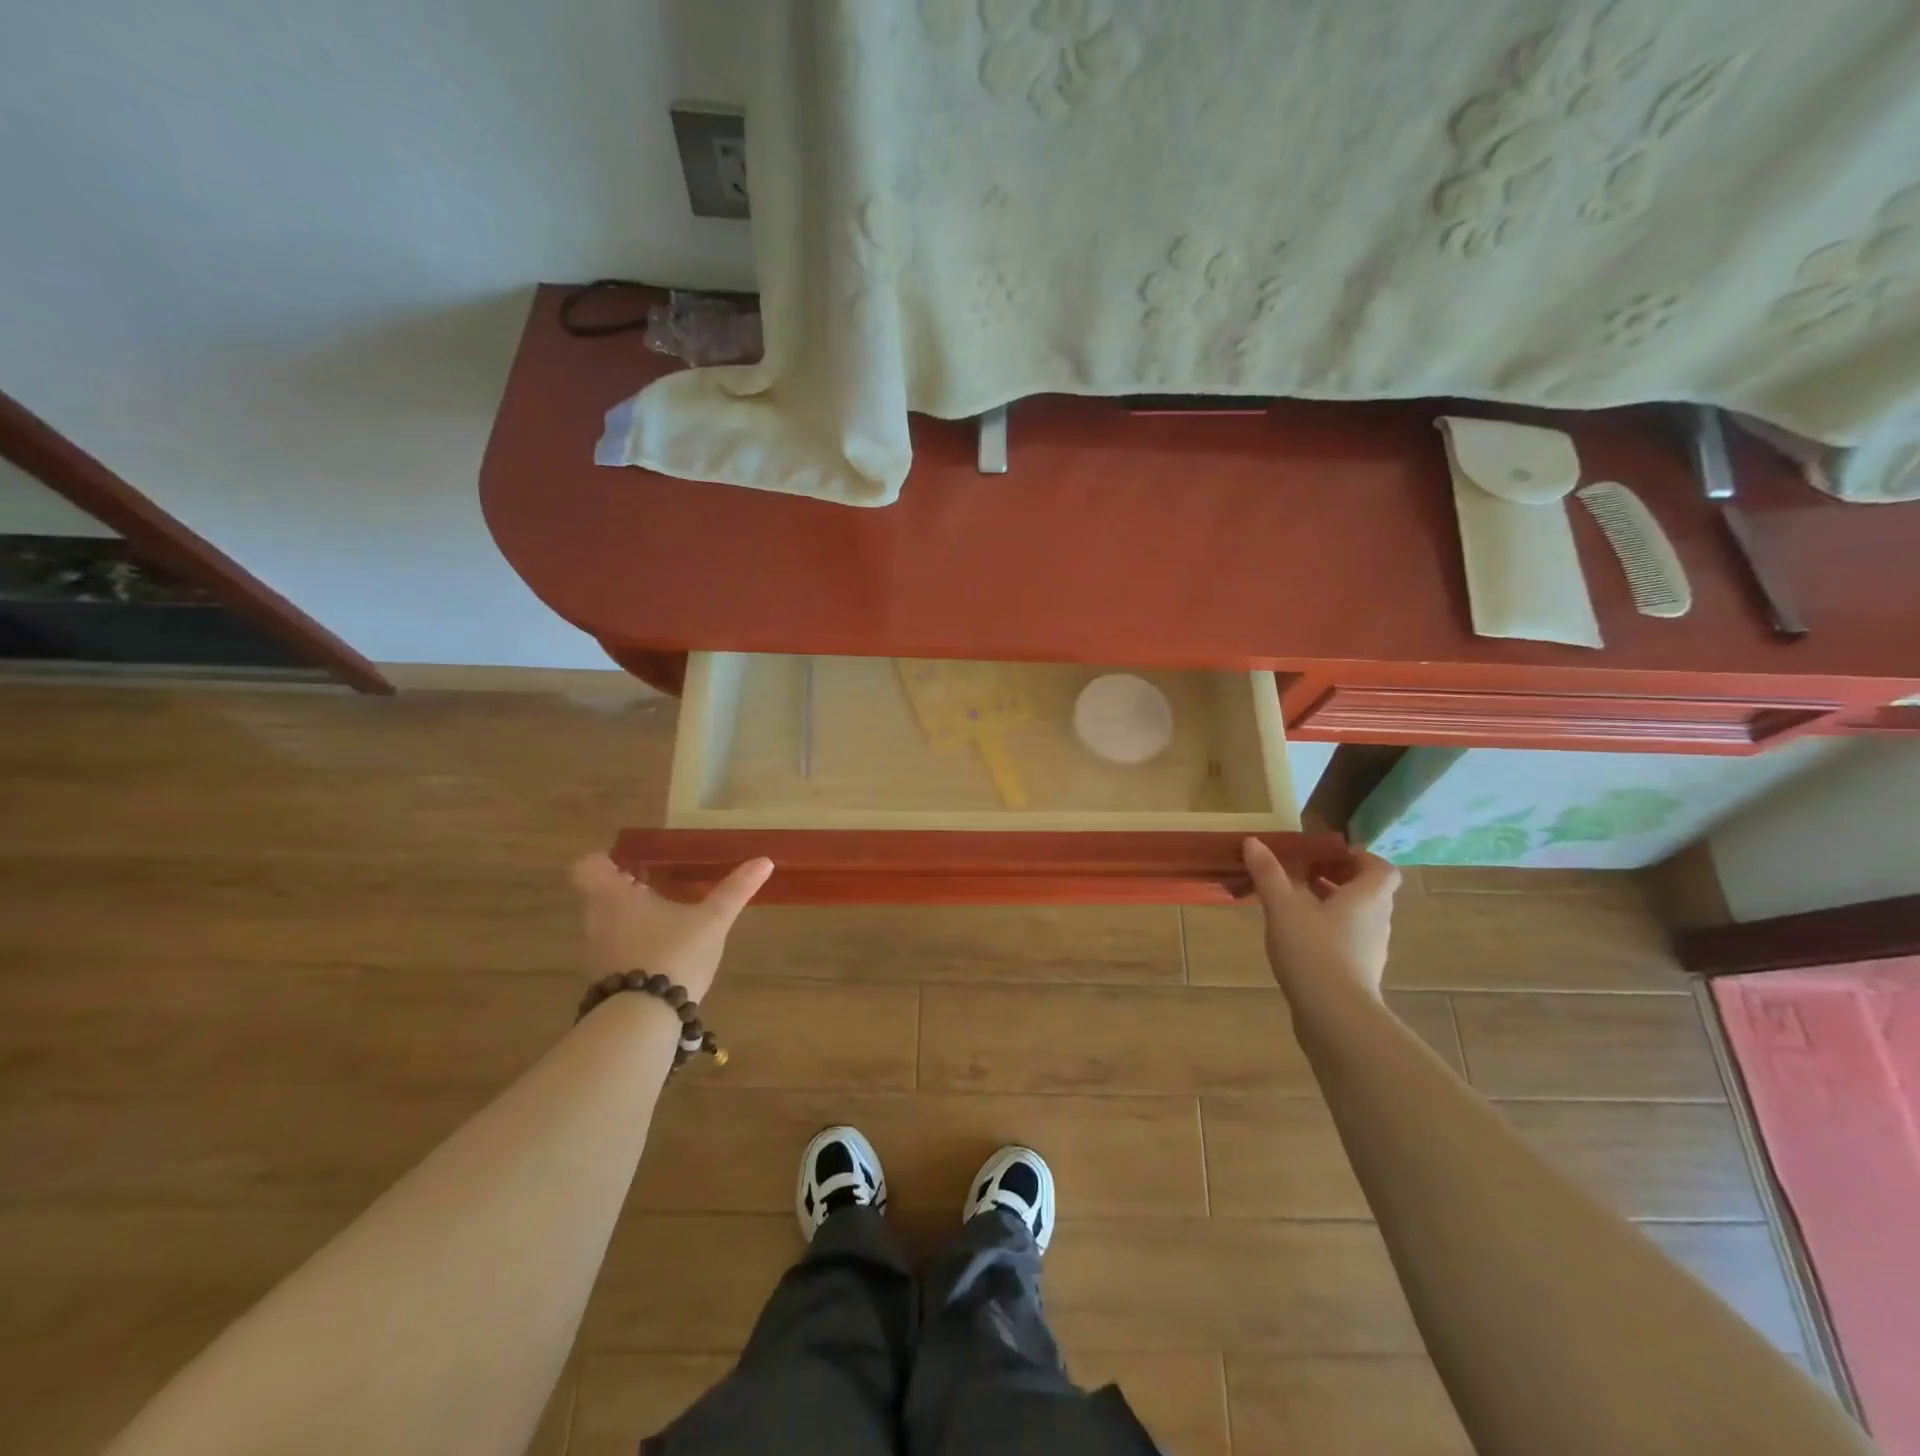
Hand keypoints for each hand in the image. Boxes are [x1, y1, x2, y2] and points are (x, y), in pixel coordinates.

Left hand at [570, 853, 772, 1001]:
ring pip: (610, 922)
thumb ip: (735, 890)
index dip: (608, 860)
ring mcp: (598, 952)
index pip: (588, 866)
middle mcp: (597, 920)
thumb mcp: (712, 920)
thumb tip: (764, 861)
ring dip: (635, 917)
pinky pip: (617, 948)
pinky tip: (667, 950)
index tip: (637, 863)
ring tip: (672, 918)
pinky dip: (636, 944)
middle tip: (665, 885)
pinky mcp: (606, 978)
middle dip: (631, 888)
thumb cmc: (673, 955)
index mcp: (613, 897)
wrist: (645, 1020)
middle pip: (602, 894)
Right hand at [1242, 838, 1401, 997]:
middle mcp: (1377, 921)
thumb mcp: (1283, 907)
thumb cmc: (1314, 951)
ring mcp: (1371, 951)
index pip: (1382, 869)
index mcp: (1368, 898)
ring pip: (1358, 918)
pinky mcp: (1359, 974)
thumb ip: (1268, 874)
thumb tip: (1252, 841)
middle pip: (1369, 892)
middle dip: (1339, 880)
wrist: (1335, 1016)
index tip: (1329, 855)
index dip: (1360, 858)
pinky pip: (1349, 942)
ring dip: (1334, 906)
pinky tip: (1300, 940)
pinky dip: (1330, 933)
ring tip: (1297, 905)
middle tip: (1306, 875)